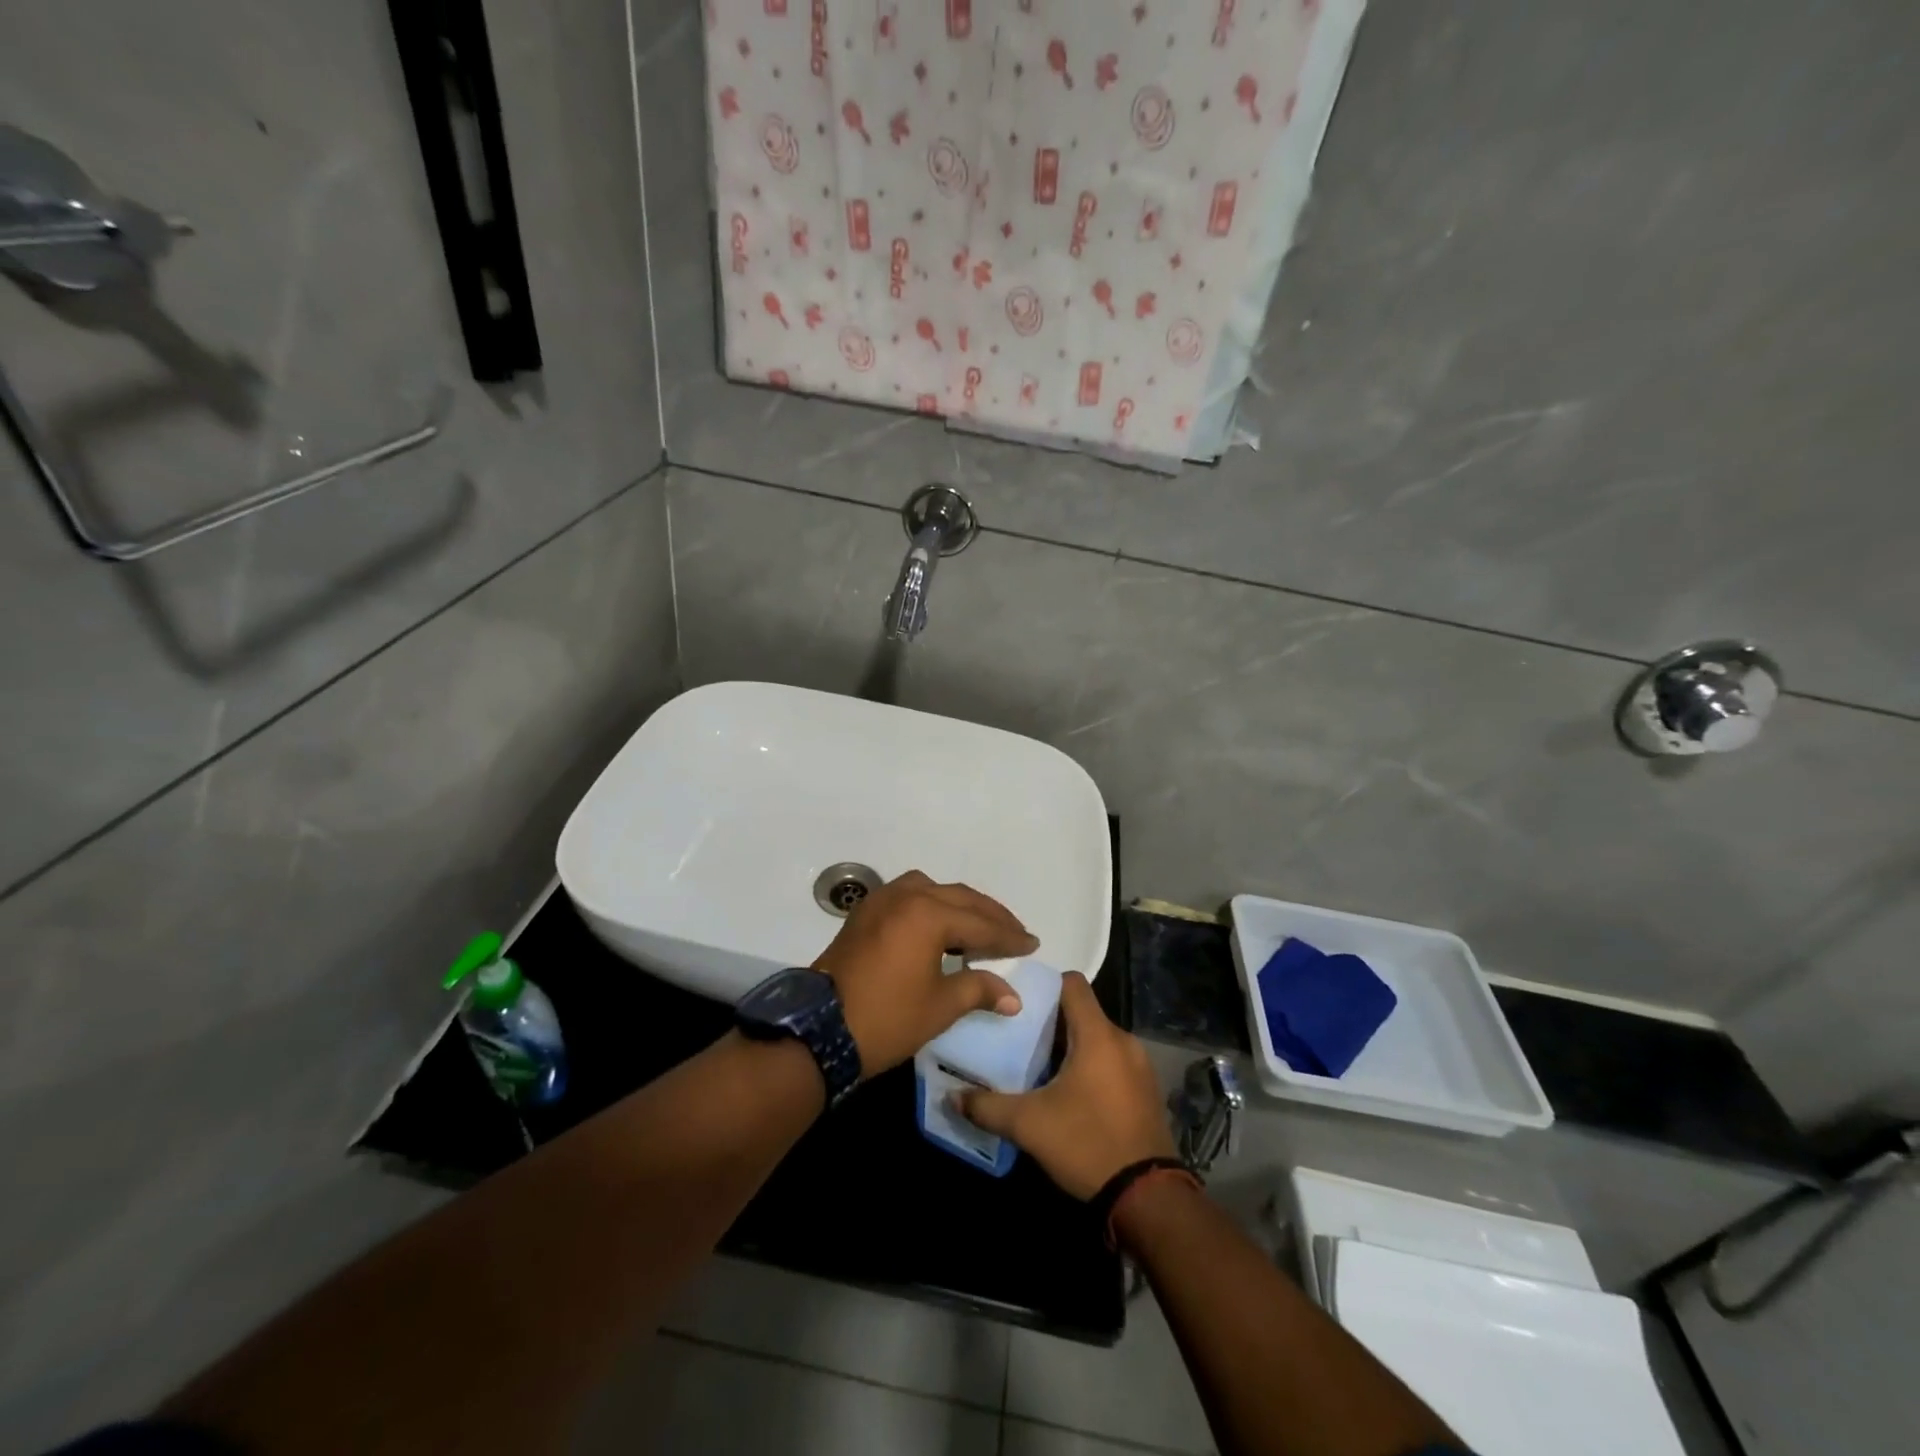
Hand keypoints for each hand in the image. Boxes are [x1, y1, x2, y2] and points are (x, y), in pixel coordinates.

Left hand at [812, 870, 1037, 1077]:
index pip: (980, 923)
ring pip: (932, 890)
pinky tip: (939, 926)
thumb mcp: (940, 1007)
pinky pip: (908, 896)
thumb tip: (1012, 996)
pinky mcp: (864, 914)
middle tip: (1014, 933)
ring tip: (978, 927)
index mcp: (928, 914)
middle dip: (990, 916)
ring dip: (959, 905)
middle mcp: (906, 896)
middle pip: (959, 898)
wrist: (819, 1030)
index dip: (1009, 936)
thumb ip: (979, 990)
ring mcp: (881, 901)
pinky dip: (931, 905)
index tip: (1032, 944)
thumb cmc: (887, 1018)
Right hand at [957, 972, 1175, 1199]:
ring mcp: (1139, 1066)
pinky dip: (1090, 1067)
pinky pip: (1112, 1062)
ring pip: (1097, 1039)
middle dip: (1051, 1022)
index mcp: (1098, 1035)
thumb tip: (952, 1096)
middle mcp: (1123, 1040)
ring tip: (1039, 1067)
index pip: (1072, 984)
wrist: (1147, 1198)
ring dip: (1071, 1047)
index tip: (1019, 1002)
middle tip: (1018, 1038)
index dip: (1045, 985)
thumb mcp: (1029, 1125)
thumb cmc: (1087, 1144)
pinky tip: (1069, 1095)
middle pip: (1082, 1013)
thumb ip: (987, 1107)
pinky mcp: (1146, 1090)